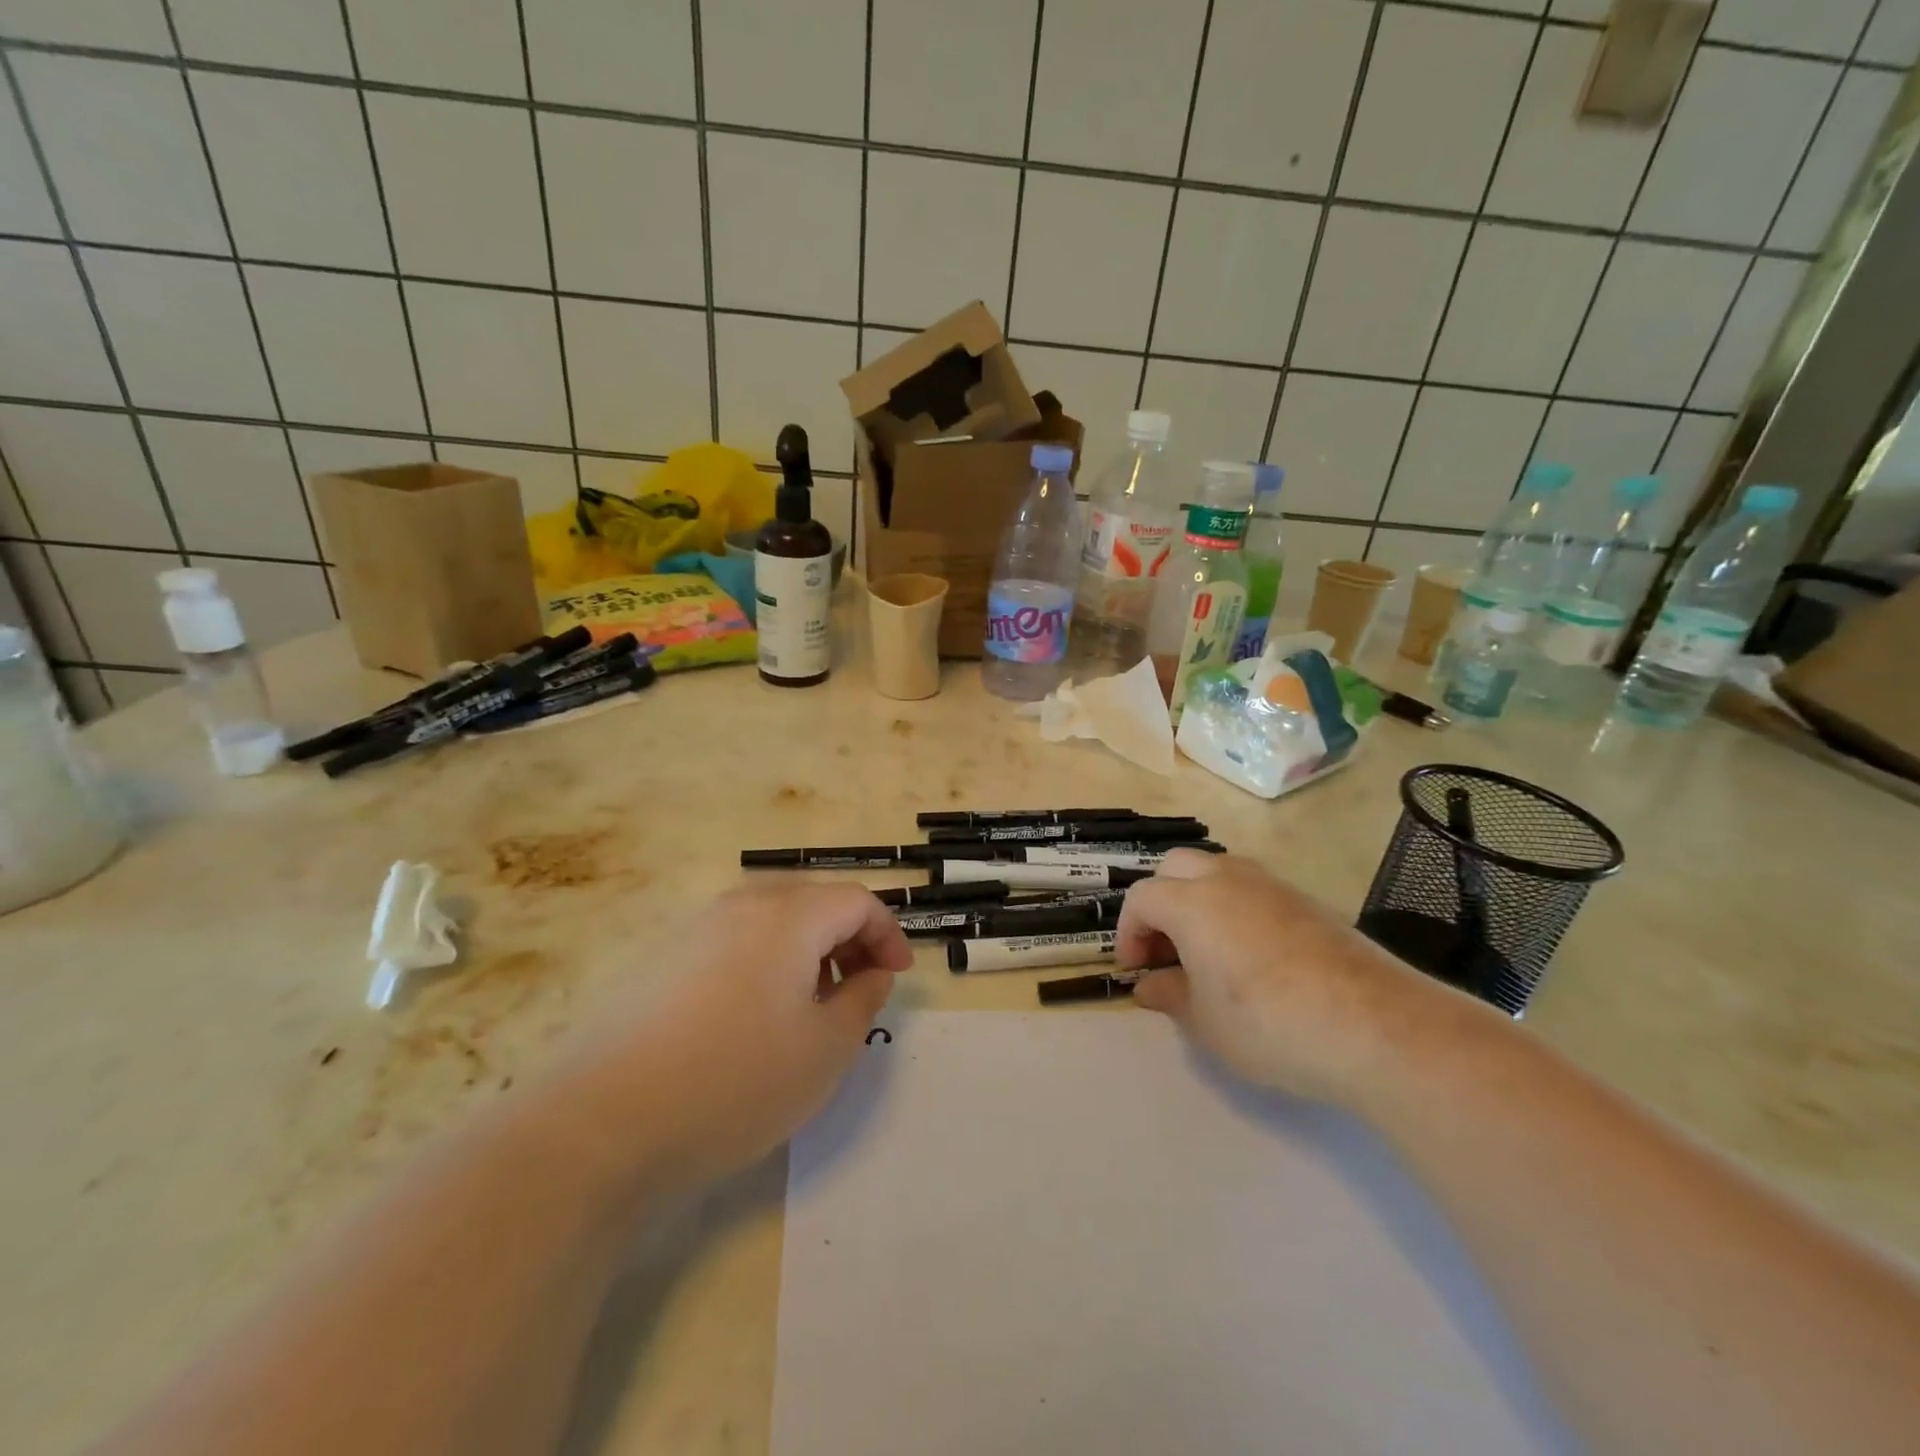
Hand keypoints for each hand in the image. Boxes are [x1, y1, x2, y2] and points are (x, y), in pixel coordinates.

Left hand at [570, 882, 911, 1191]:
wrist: (601, 1127)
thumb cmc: (736, 1082)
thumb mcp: (826, 1049)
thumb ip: (863, 999)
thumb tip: (871, 972)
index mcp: (787, 917)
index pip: (855, 900)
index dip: (887, 933)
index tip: (896, 976)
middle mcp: (739, 907)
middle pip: (812, 902)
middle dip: (848, 938)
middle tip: (859, 987)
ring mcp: (693, 930)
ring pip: (770, 920)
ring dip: (806, 950)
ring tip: (809, 1006)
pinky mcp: (660, 961)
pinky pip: (732, 942)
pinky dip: (764, 962)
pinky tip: (752, 1018)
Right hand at [1118, 851, 1453, 1104]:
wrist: (1373, 1025)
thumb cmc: (1269, 1024)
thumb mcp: (1205, 1022)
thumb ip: (1169, 996)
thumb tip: (1149, 984)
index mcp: (1191, 902)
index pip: (1142, 898)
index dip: (1129, 931)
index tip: (1135, 969)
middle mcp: (1227, 879)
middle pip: (1176, 867)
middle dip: (1160, 901)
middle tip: (1165, 948)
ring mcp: (1272, 885)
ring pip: (1218, 870)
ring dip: (1198, 898)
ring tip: (1206, 948)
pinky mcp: (1308, 901)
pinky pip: (1255, 889)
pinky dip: (1236, 908)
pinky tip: (1252, 954)